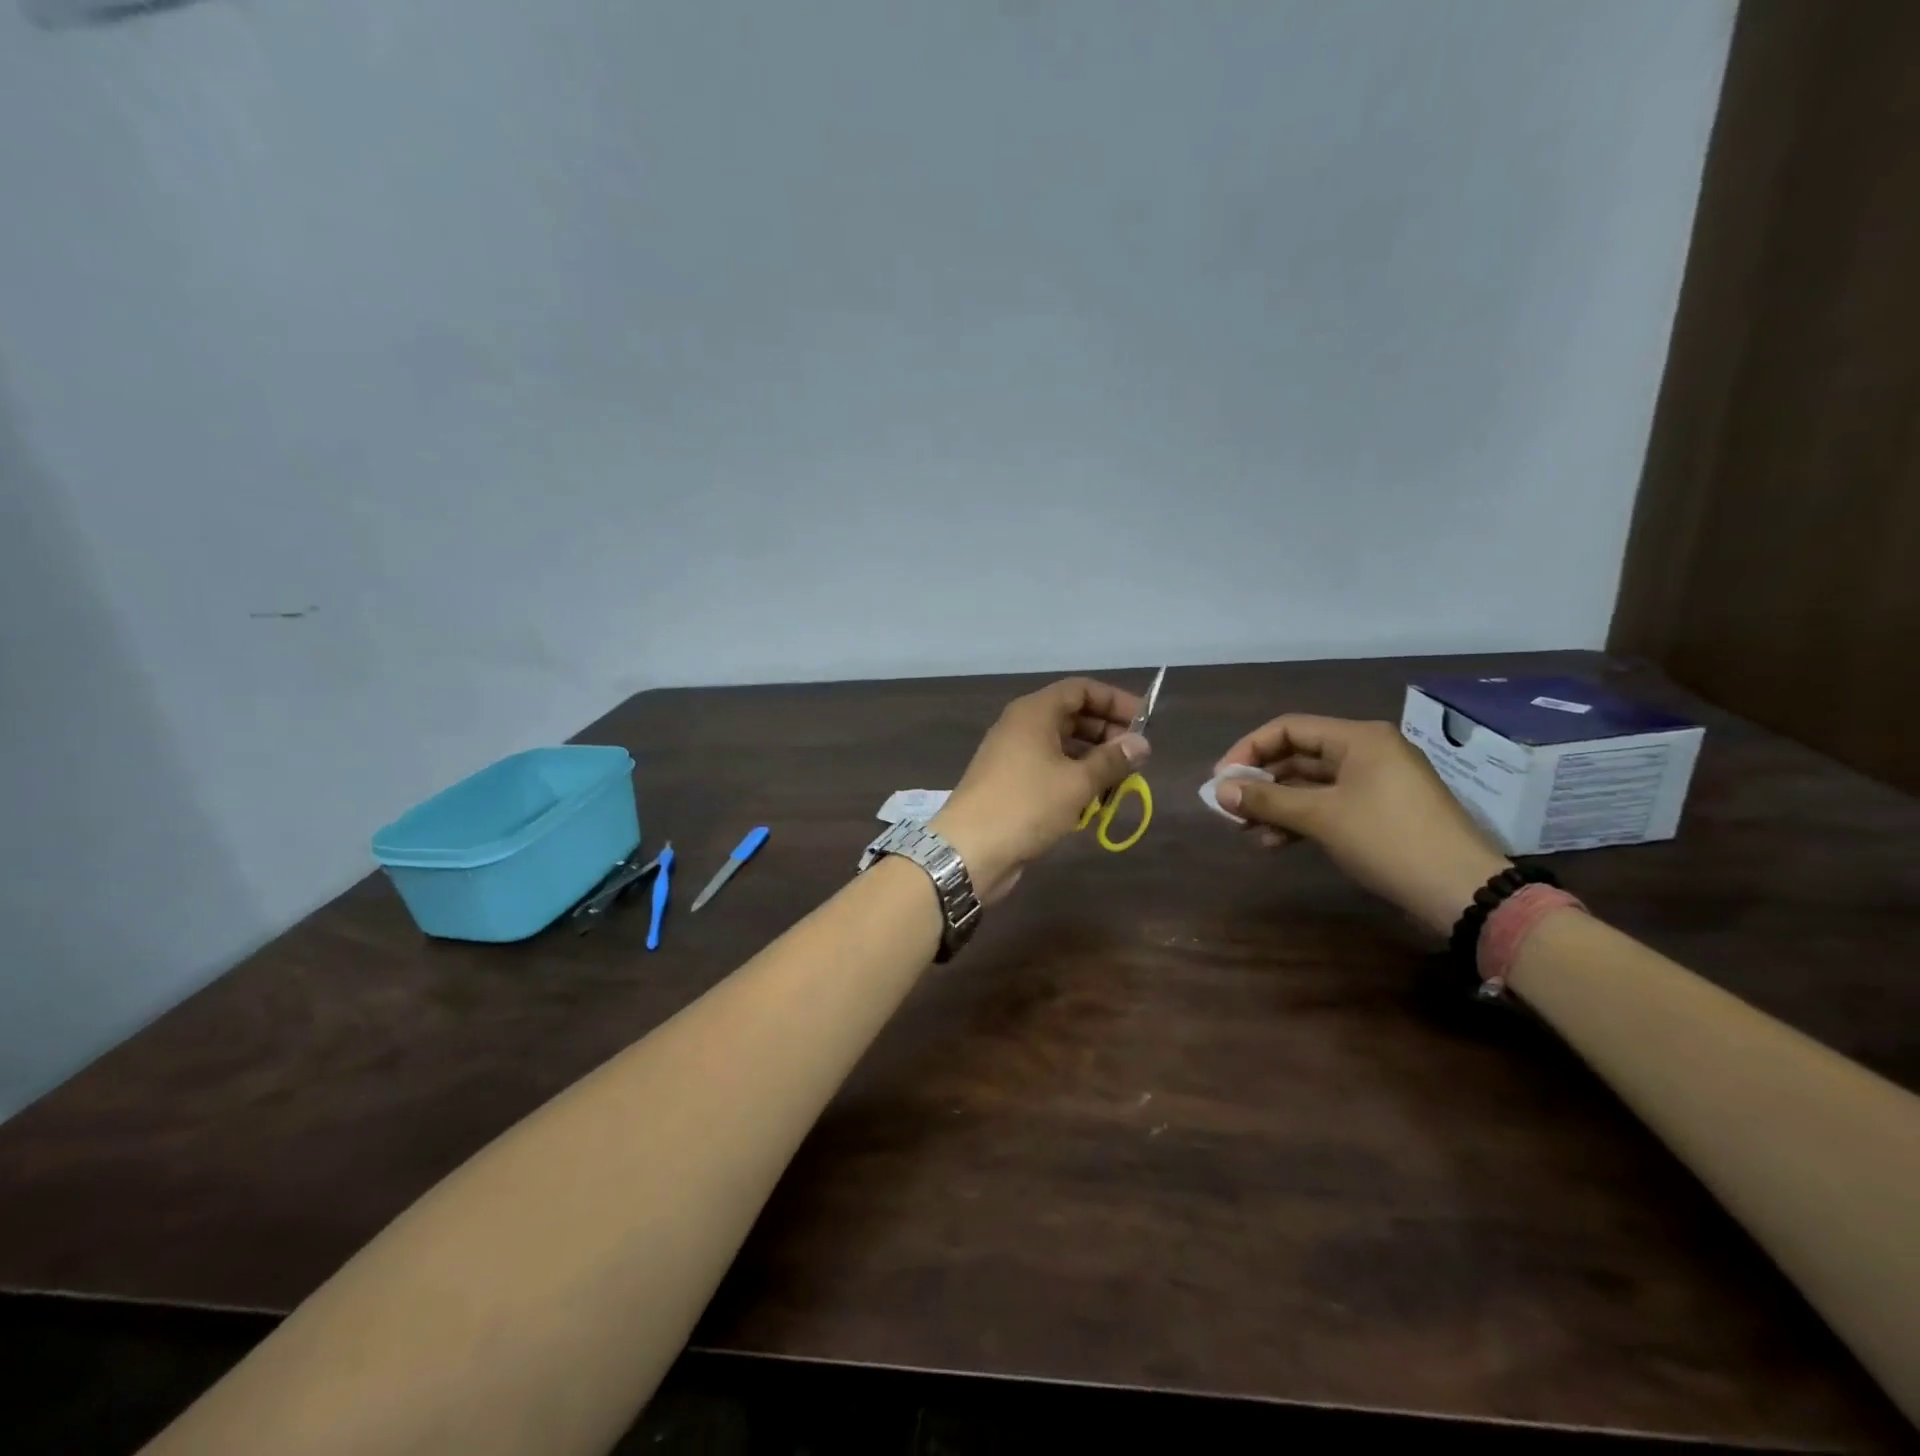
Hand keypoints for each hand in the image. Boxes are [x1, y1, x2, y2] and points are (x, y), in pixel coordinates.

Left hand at [931, 678, 1149, 898]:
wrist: (969, 851)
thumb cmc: (1026, 806)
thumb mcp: (1077, 782)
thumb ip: (1112, 760)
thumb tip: (1141, 744)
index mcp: (1033, 713)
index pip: (1080, 689)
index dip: (1114, 701)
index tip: (1144, 722)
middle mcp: (1021, 727)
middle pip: (1072, 716)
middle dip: (1107, 734)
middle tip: (1136, 758)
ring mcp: (1013, 756)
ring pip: (1062, 747)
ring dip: (1093, 761)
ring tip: (1121, 783)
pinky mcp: (1011, 785)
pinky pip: (1050, 771)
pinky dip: (1073, 780)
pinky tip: (1094, 802)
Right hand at [1213, 715, 1511, 935]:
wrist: (1462, 892)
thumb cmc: (1389, 840)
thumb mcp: (1321, 817)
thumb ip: (1267, 800)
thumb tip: (1218, 791)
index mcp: (1358, 738)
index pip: (1288, 728)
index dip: (1248, 750)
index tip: (1220, 780)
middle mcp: (1366, 751)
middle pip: (1297, 755)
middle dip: (1260, 781)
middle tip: (1228, 808)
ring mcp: (1375, 783)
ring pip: (1309, 784)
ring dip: (1275, 804)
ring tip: (1246, 831)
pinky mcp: (1379, 812)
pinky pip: (1327, 804)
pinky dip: (1299, 819)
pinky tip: (1274, 842)